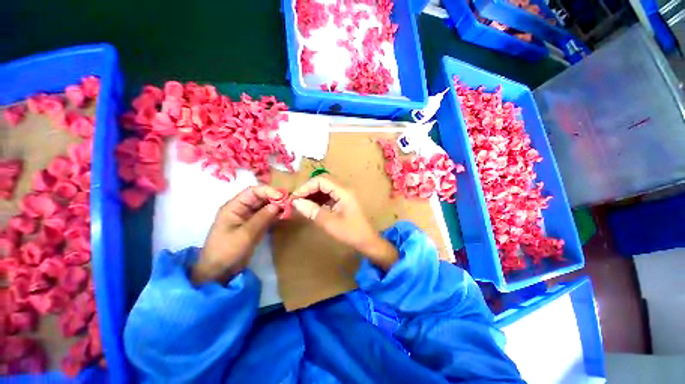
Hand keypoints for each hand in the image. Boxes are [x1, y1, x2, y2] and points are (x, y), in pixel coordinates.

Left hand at [191, 185, 282, 284]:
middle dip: (274, 198)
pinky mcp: (254, 226)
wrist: (219, 271)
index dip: (268, 191)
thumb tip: (278, 204)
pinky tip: (283, 216)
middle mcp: (241, 209)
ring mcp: (248, 217)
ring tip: (289, 209)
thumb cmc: (227, 250)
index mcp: (234, 207)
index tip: (282, 196)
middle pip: (260, 197)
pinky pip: (266, 216)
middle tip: (289, 202)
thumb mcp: (245, 234)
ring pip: (265, 206)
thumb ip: (262, 218)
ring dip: (276, 206)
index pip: (252, 192)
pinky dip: (275, 215)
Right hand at [291, 176, 397, 270]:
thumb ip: (312, 211)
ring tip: (301, 204)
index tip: (295, 198)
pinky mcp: (342, 200)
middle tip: (296, 201)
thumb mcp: (330, 223)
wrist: (366, 241)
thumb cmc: (351, 232)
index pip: (321, 180)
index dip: (306, 187)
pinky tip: (311, 206)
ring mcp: (344, 194)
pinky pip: (328, 195)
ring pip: (324, 188)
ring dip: (312, 194)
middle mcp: (344, 189)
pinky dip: (318, 199)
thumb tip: (296, 202)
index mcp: (343, 192)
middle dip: (308, 189)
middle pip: (322, 182)